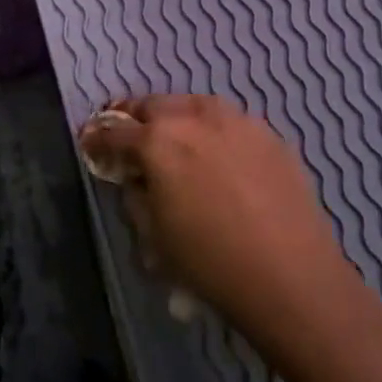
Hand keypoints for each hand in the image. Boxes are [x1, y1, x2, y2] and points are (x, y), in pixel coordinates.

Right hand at [79, 95, 355, 339]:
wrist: (292, 276)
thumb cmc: (211, 263)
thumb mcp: (154, 237)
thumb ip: (135, 196)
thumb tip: (134, 176)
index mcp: (158, 142)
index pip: (114, 131)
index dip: (97, 137)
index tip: (90, 143)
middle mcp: (194, 117)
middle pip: (153, 105)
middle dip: (135, 119)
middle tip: (130, 138)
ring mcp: (236, 119)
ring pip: (193, 105)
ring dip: (176, 118)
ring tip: (175, 141)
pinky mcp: (267, 132)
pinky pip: (228, 121)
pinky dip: (212, 131)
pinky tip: (218, 156)